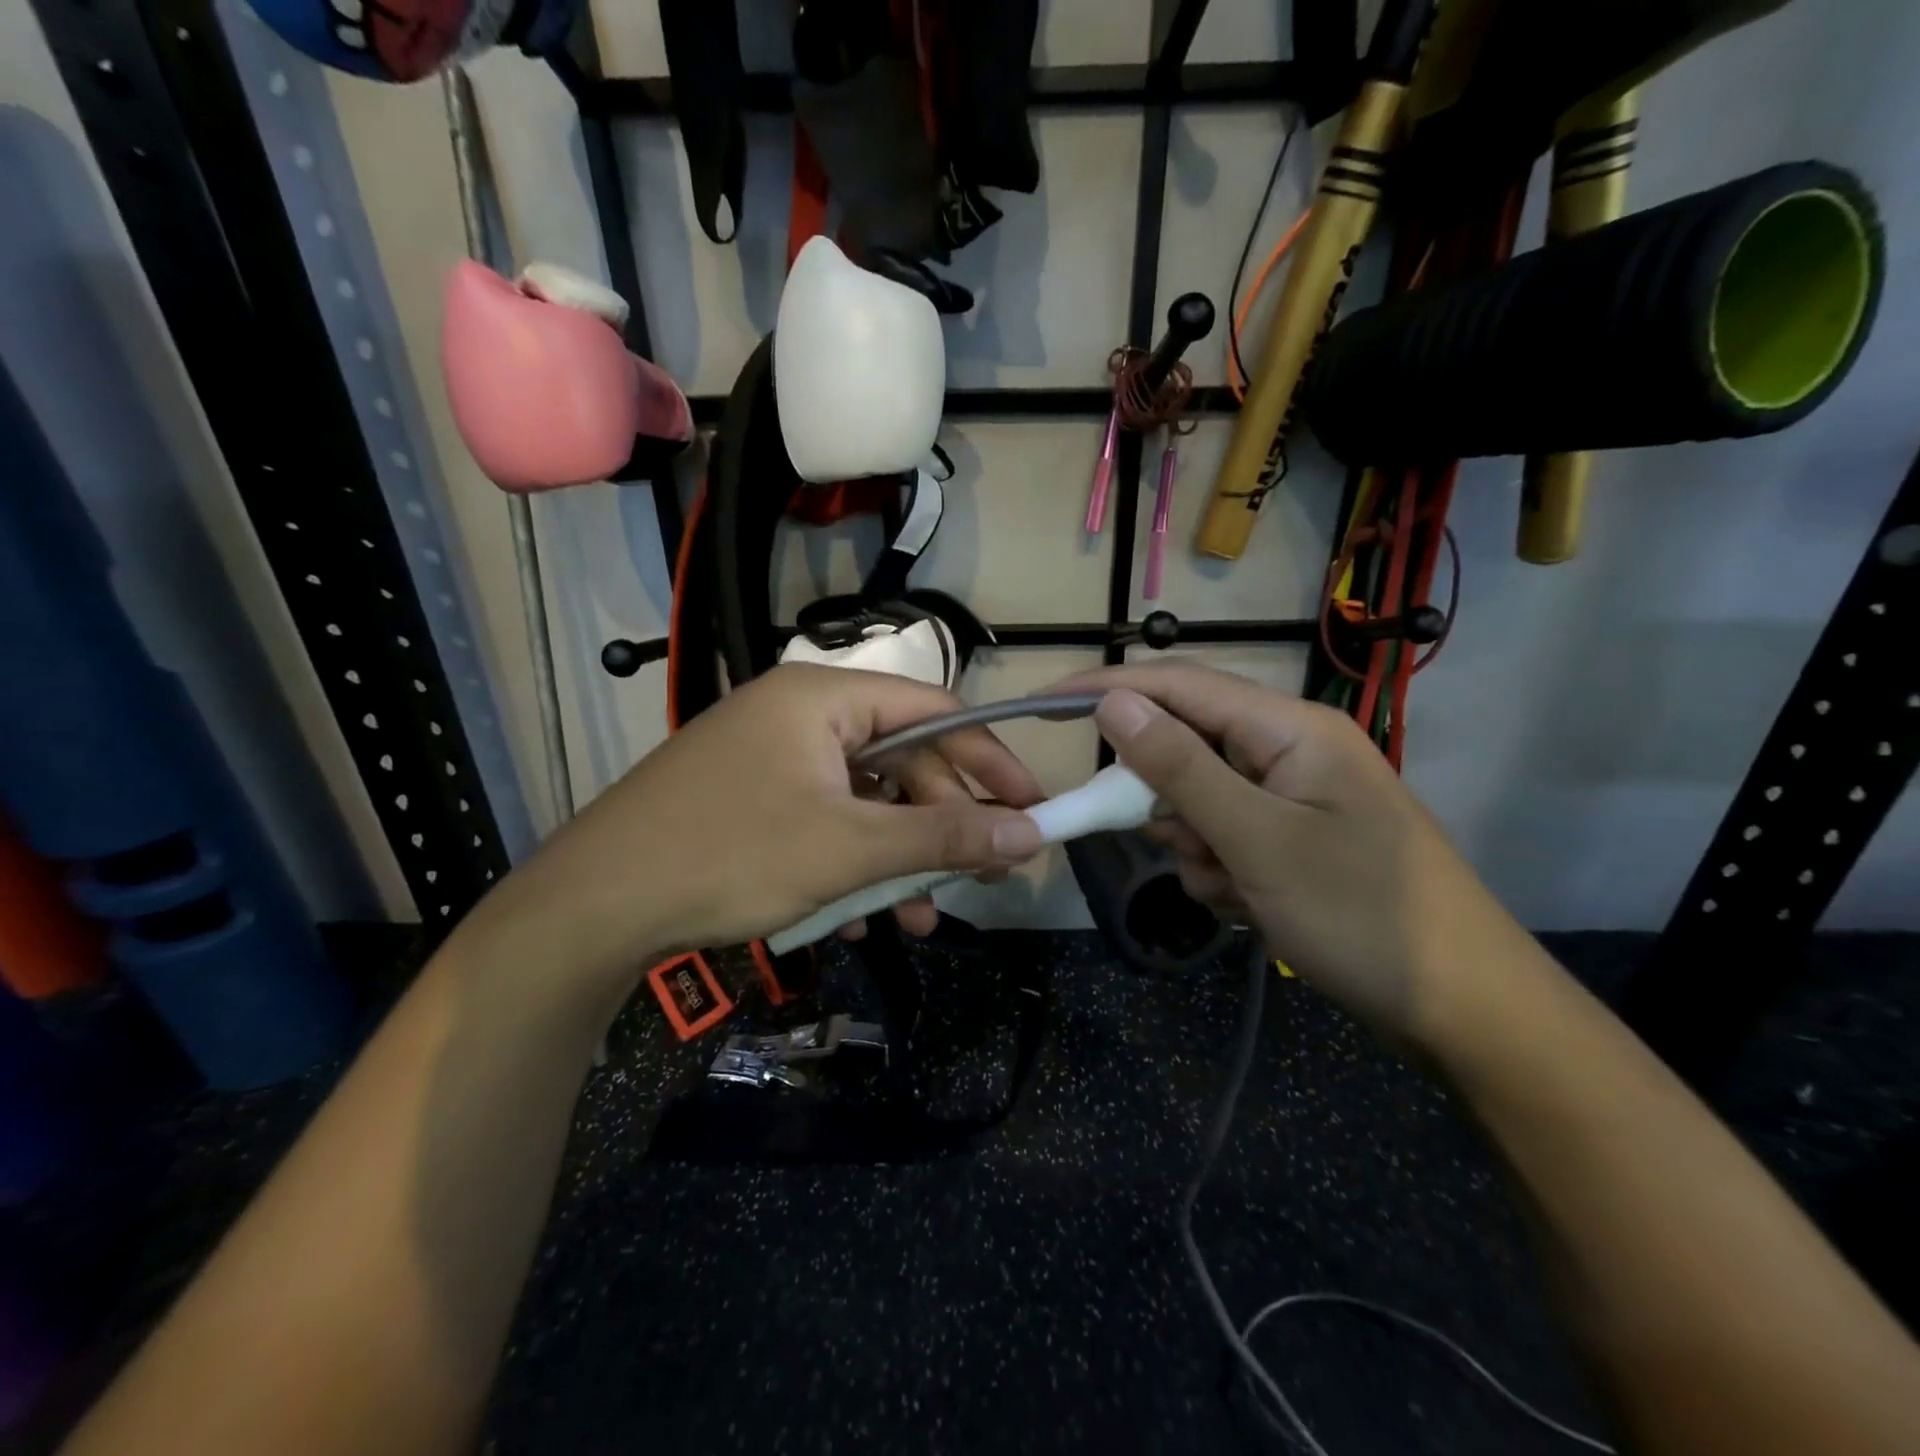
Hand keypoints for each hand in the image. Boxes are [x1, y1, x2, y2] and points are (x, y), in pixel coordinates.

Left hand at [470, 665, 1045, 1001]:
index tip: (1032, 808)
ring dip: (897, 859)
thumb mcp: (849, 848)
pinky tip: (855, 919)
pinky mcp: (752, 799)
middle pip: (902, 762)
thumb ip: (943, 836)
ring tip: (921, 918)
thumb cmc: (730, 856)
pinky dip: (850, 865)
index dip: (991, 760)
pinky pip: (825, 822)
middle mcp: (800, 715)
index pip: (935, 713)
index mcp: (825, 699)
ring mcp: (772, 758)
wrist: (593, 906)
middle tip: (984, 879)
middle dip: (942, 826)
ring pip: (864, 802)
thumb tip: (1029, 833)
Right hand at [1058, 662, 1538, 1046]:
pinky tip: (1252, 907)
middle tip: (1187, 849)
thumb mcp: (1258, 840)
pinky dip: (1219, 872)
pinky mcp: (1290, 842)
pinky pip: (1222, 839)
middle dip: (1167, 801)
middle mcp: (1288, 751)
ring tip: (1238, 891)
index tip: (1044, 704)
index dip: (1108, 688)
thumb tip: (1112, 703)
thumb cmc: (1363, 916)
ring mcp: (1291, 799)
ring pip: (1197, 802)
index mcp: (1289, 728)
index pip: (1178, 686)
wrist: (1465, 1013)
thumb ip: (1180, 768)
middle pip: (1186, 748)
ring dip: (1196, 847)